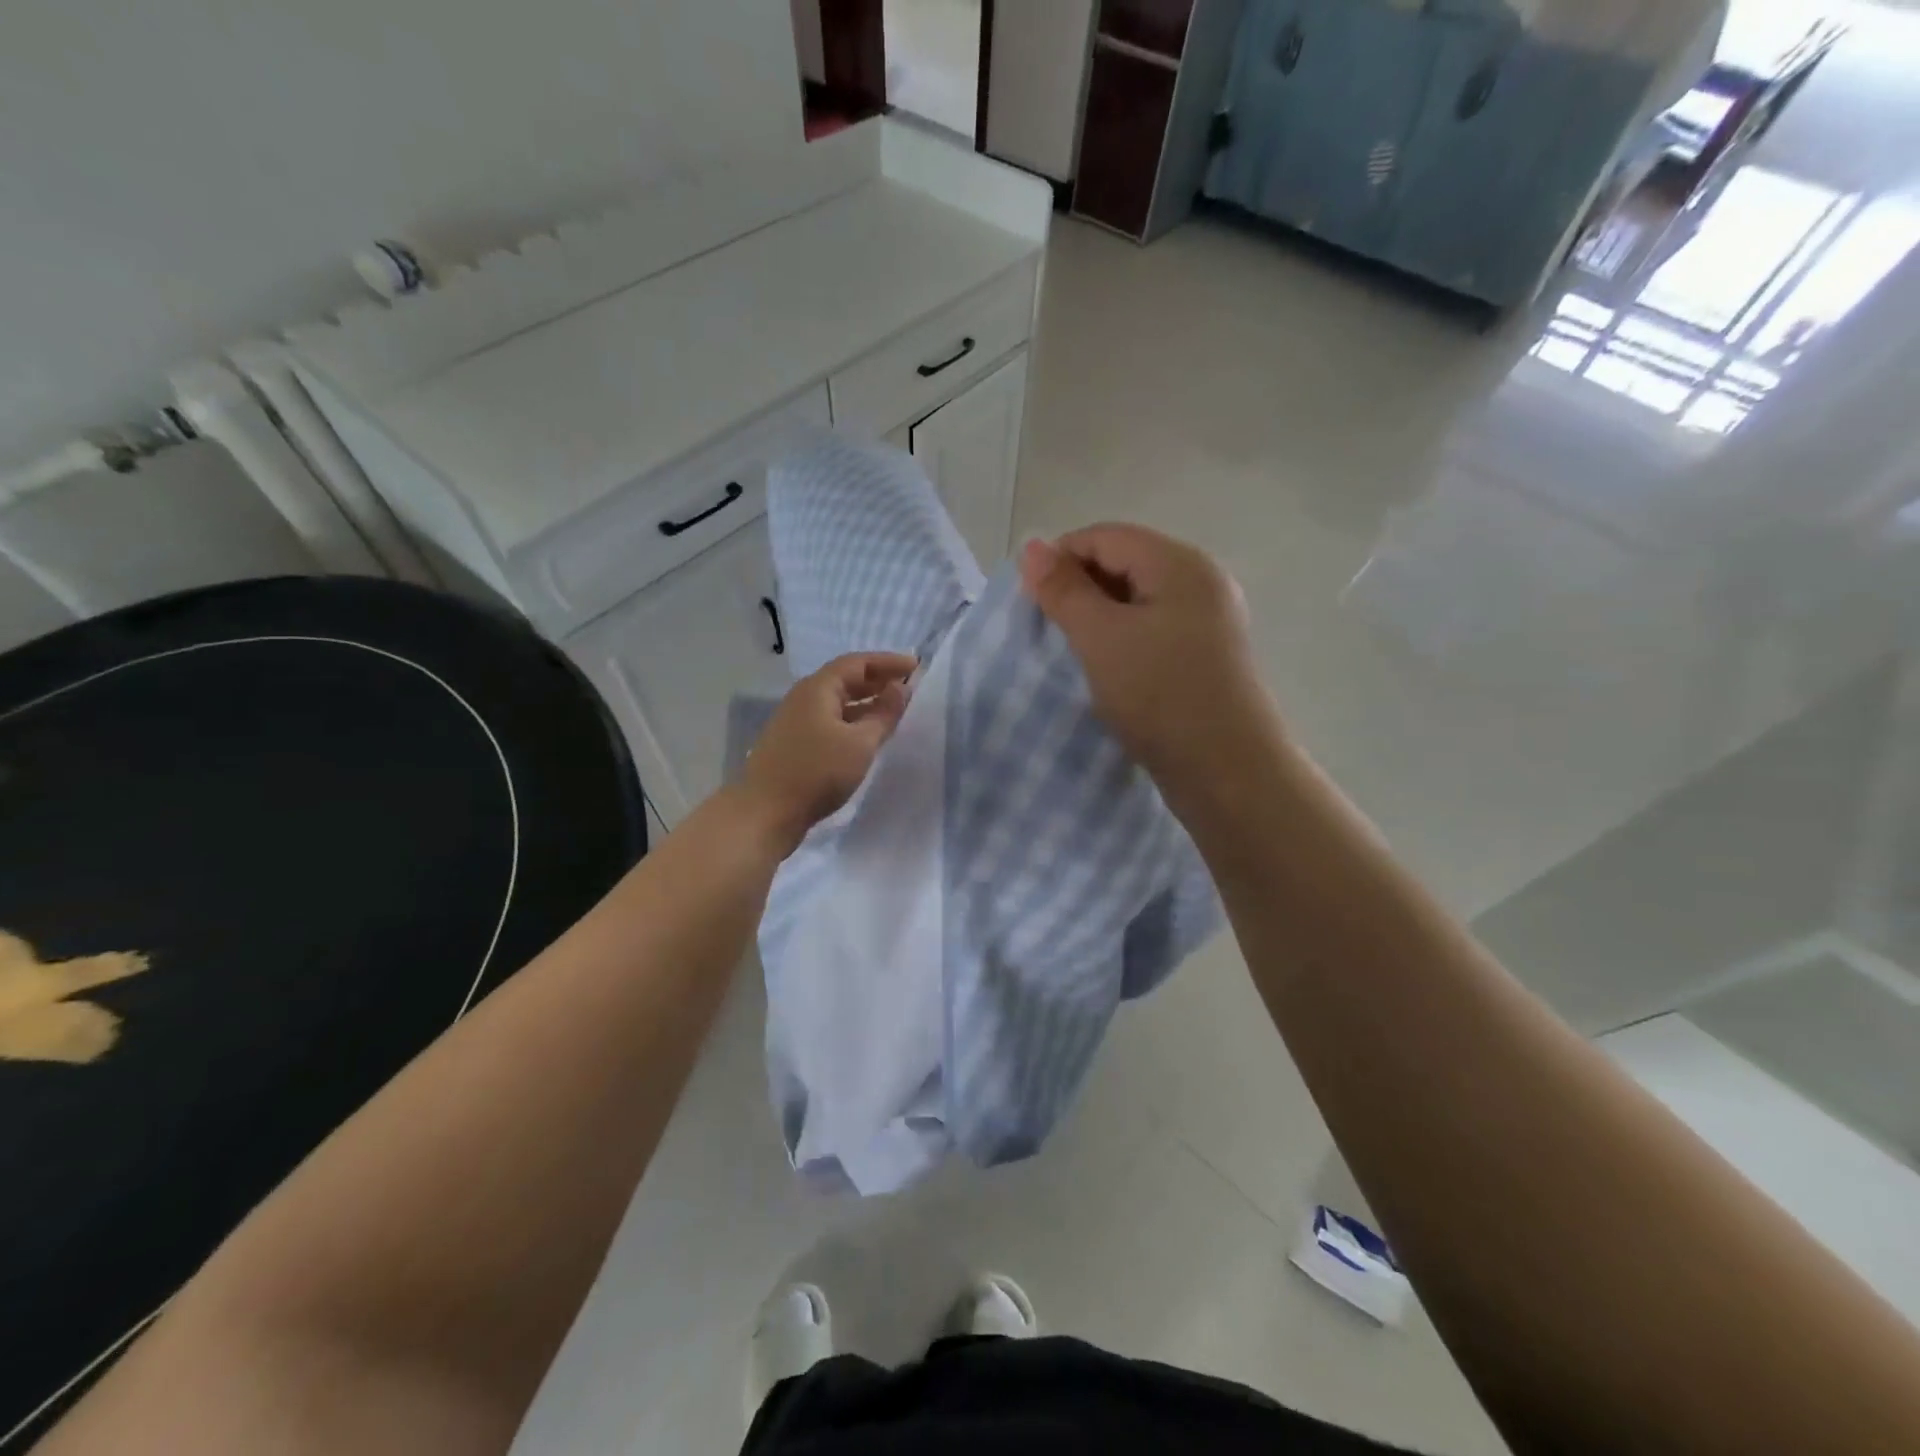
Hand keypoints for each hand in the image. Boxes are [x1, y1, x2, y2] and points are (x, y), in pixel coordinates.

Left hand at [739, 652, 915, 852]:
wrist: (765, 813)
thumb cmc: (817, 772)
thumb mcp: (860, 743)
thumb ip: (883, 714)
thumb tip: (900, 690)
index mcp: (818, 688)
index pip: (857, 663)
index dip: (888, 662)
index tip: (915, 666)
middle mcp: (804, 698)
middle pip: (845, 679)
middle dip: (878, 680)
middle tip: (909, 686)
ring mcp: (796, 722)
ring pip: (838, 703)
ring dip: (867, 702)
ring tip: (895, 710)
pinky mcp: (795, 744)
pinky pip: (831, 721)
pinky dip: (854, 721)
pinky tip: (868, 736)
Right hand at [1020, 525, 1272, 793]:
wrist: (1228, 772)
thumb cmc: (1160, 695)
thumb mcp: (1101, 638)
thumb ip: (1064, 590)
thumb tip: (1030, 546)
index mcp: (1180, 563)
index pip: (1106, 536)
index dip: (1060, 558)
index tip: (1028, 600)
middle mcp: (1201, 581)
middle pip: (1125, 562)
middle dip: (1079, 588)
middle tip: (1048, 628)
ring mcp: (1209, 620)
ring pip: (1138, 599)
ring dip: (1099, 617)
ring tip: (1073, 651)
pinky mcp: (1207, 655)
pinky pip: (1154, 628)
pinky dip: (1123, 639)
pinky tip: (1107, 668)